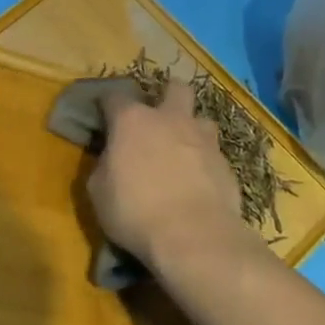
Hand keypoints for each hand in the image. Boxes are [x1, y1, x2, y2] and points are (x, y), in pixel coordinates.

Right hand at [88, 82, 249, 275]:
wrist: (194, 237)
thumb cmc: (136, 211)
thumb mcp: (99, 192)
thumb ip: (104, 166)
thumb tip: (111, 160)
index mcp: (132, 120)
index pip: (114, 96)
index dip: (107, 104)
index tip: (103, 116)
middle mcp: (170, 118)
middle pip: (175, 88)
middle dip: (167, 96)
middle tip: (158, 119)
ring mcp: (203, 139)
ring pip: (201, 119)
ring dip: (191, 130)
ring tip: (183, 151)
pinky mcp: (226, 164)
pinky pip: (214, 154)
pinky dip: (205, 163)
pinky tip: (200, 183)